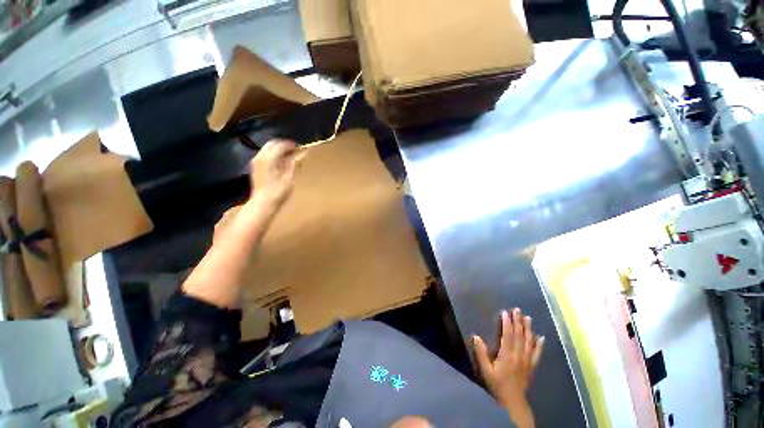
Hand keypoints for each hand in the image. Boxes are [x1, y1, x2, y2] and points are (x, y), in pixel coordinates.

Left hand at [249, 139, 301, 208]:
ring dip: (278, 150)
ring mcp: (256, 162)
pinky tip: (281, 163)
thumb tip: (301, 154)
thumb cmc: (278, 191)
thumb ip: (294, 163)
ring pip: (268, 149)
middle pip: (272, 144)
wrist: (263, 203)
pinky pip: (265, 155)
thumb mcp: (289, 177)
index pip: (280, 145)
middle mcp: (260, 157)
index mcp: (268, 158)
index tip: (299, 147)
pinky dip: (274, 155)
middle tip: (295, 150)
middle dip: (283, 145)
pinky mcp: (255, 168)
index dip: (290, 145)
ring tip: (290, 156)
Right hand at [473, 308, 543, 427]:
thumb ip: (481, 353)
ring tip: (528, 318)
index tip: (505, 312)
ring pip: (529, 342)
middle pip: (519, 335)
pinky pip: (537, 353)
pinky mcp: (531, 366)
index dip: (507, 323)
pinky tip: (541, 337)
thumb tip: (476, 336)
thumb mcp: (486, 370)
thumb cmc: (497, 384)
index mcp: (507, 355)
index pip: (508, 335)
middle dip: (518, 321)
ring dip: (528, 329)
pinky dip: (539, 345)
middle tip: (517, 310)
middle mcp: (519, 355)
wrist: (513, 402)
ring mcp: (527, 361)